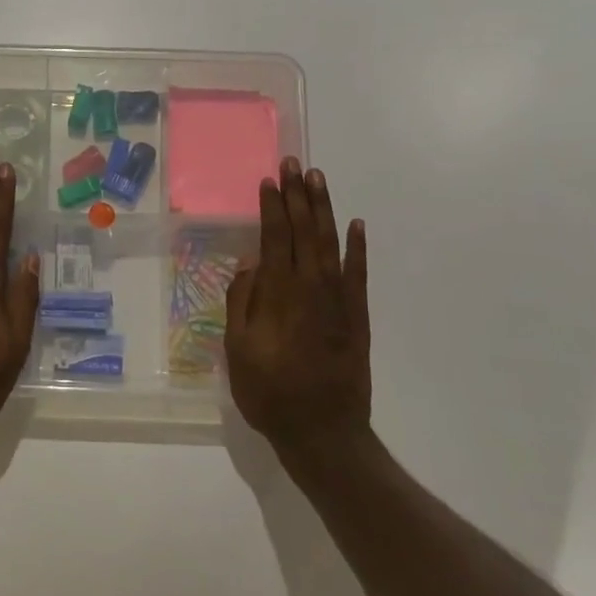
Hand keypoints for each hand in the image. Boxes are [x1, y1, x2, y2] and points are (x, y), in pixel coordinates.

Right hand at [224, 158, 371, 454]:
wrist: (323, 432)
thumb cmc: (270, 393)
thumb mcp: (237, 350)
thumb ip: (242, 302)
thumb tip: (250, 263)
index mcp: (278, 294)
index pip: (274, 237)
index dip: (272, 207)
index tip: (269, 180)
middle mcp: (310, 286)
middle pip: (303, 230)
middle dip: (297, 195)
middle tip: (294, 163)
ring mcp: (338, 299)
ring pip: (329, 242)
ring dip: (323, 209)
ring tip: (318, 179)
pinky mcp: (357, 315)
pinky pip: (358, 272)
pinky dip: (357, 247)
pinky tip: (355, 224)